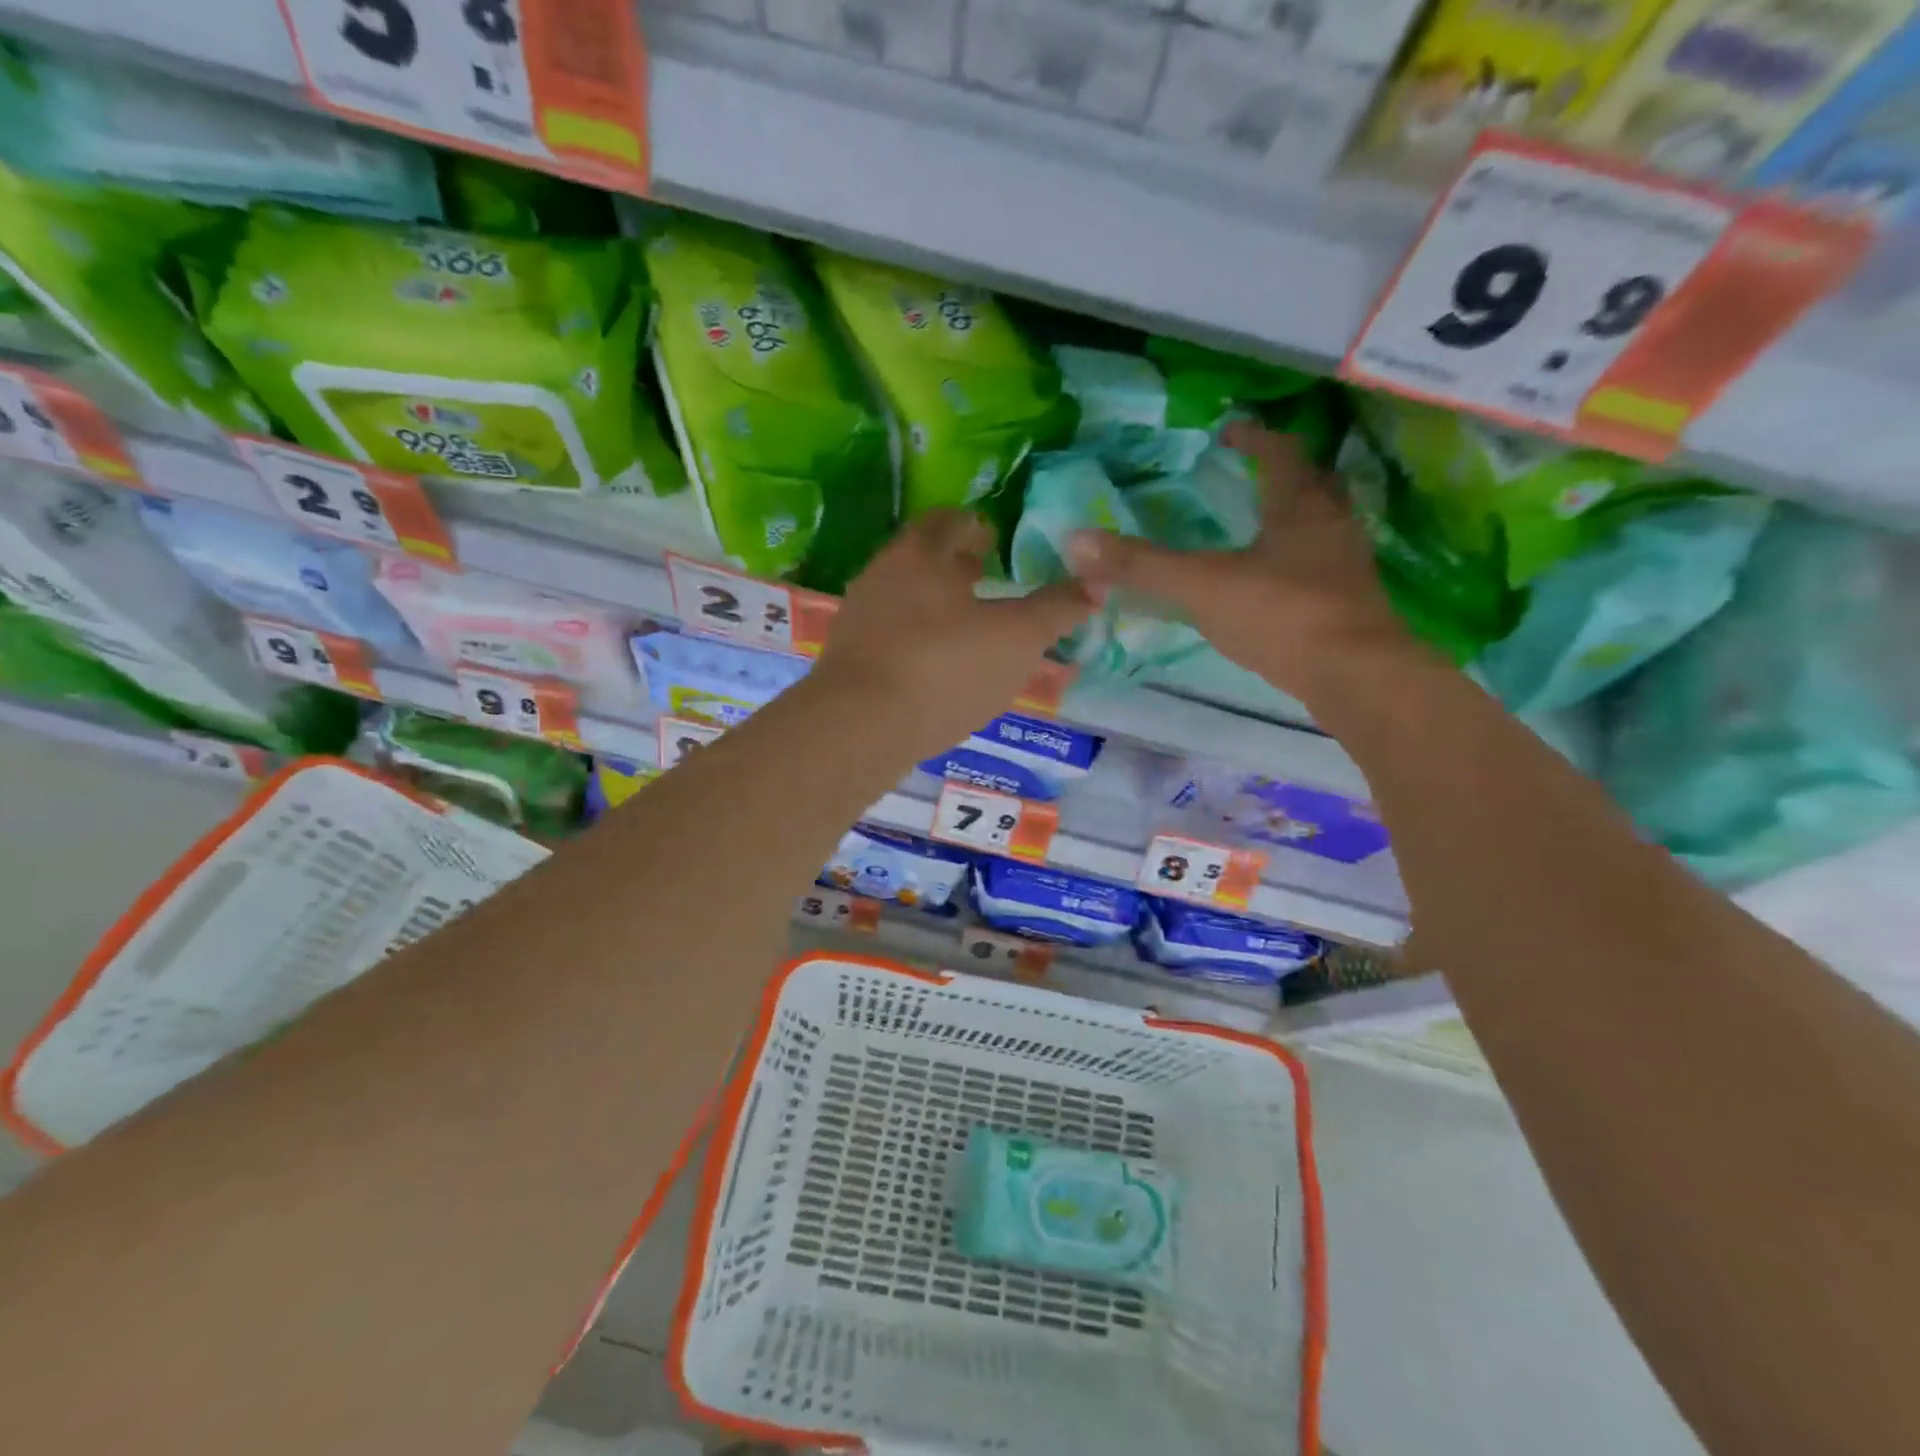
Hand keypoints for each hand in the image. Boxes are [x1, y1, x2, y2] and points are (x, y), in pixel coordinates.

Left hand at [812, 509, 1095, 755]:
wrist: (860, 725)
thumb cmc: (946, 667)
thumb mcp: (1018, 639)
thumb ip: (1056, 610)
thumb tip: (1094, 584)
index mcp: (921, 555)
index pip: (947, 522)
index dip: (972, 526)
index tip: (991, 538)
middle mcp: (882, 576)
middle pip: (920, 560)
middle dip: (952, 566)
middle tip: (982, 577)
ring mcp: (858, 619)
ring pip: (902, 599)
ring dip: (932, 605)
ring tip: (964, 626)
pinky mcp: (846, 660)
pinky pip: (888, 637)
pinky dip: (913, 641)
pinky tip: (933, 668)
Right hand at [1065, 421, 1425, 710]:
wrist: (1354, 676)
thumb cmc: (1280, 615)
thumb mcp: (1201, 587)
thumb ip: (1142, 566)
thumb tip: (1076, 541)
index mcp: (1299, 507)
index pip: (1280, 453)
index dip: (1254, 439)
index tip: (1230, 434)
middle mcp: (1332, 525)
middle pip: (1314, 484)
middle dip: (1284, 474)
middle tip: (1251, 477)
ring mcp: (1347, 566)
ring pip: (1324, 526)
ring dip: (1297, 518)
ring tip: (1261, 527)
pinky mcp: (1351, 605)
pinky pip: (1324, 567)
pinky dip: (1299, 562)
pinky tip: (1275, 585)